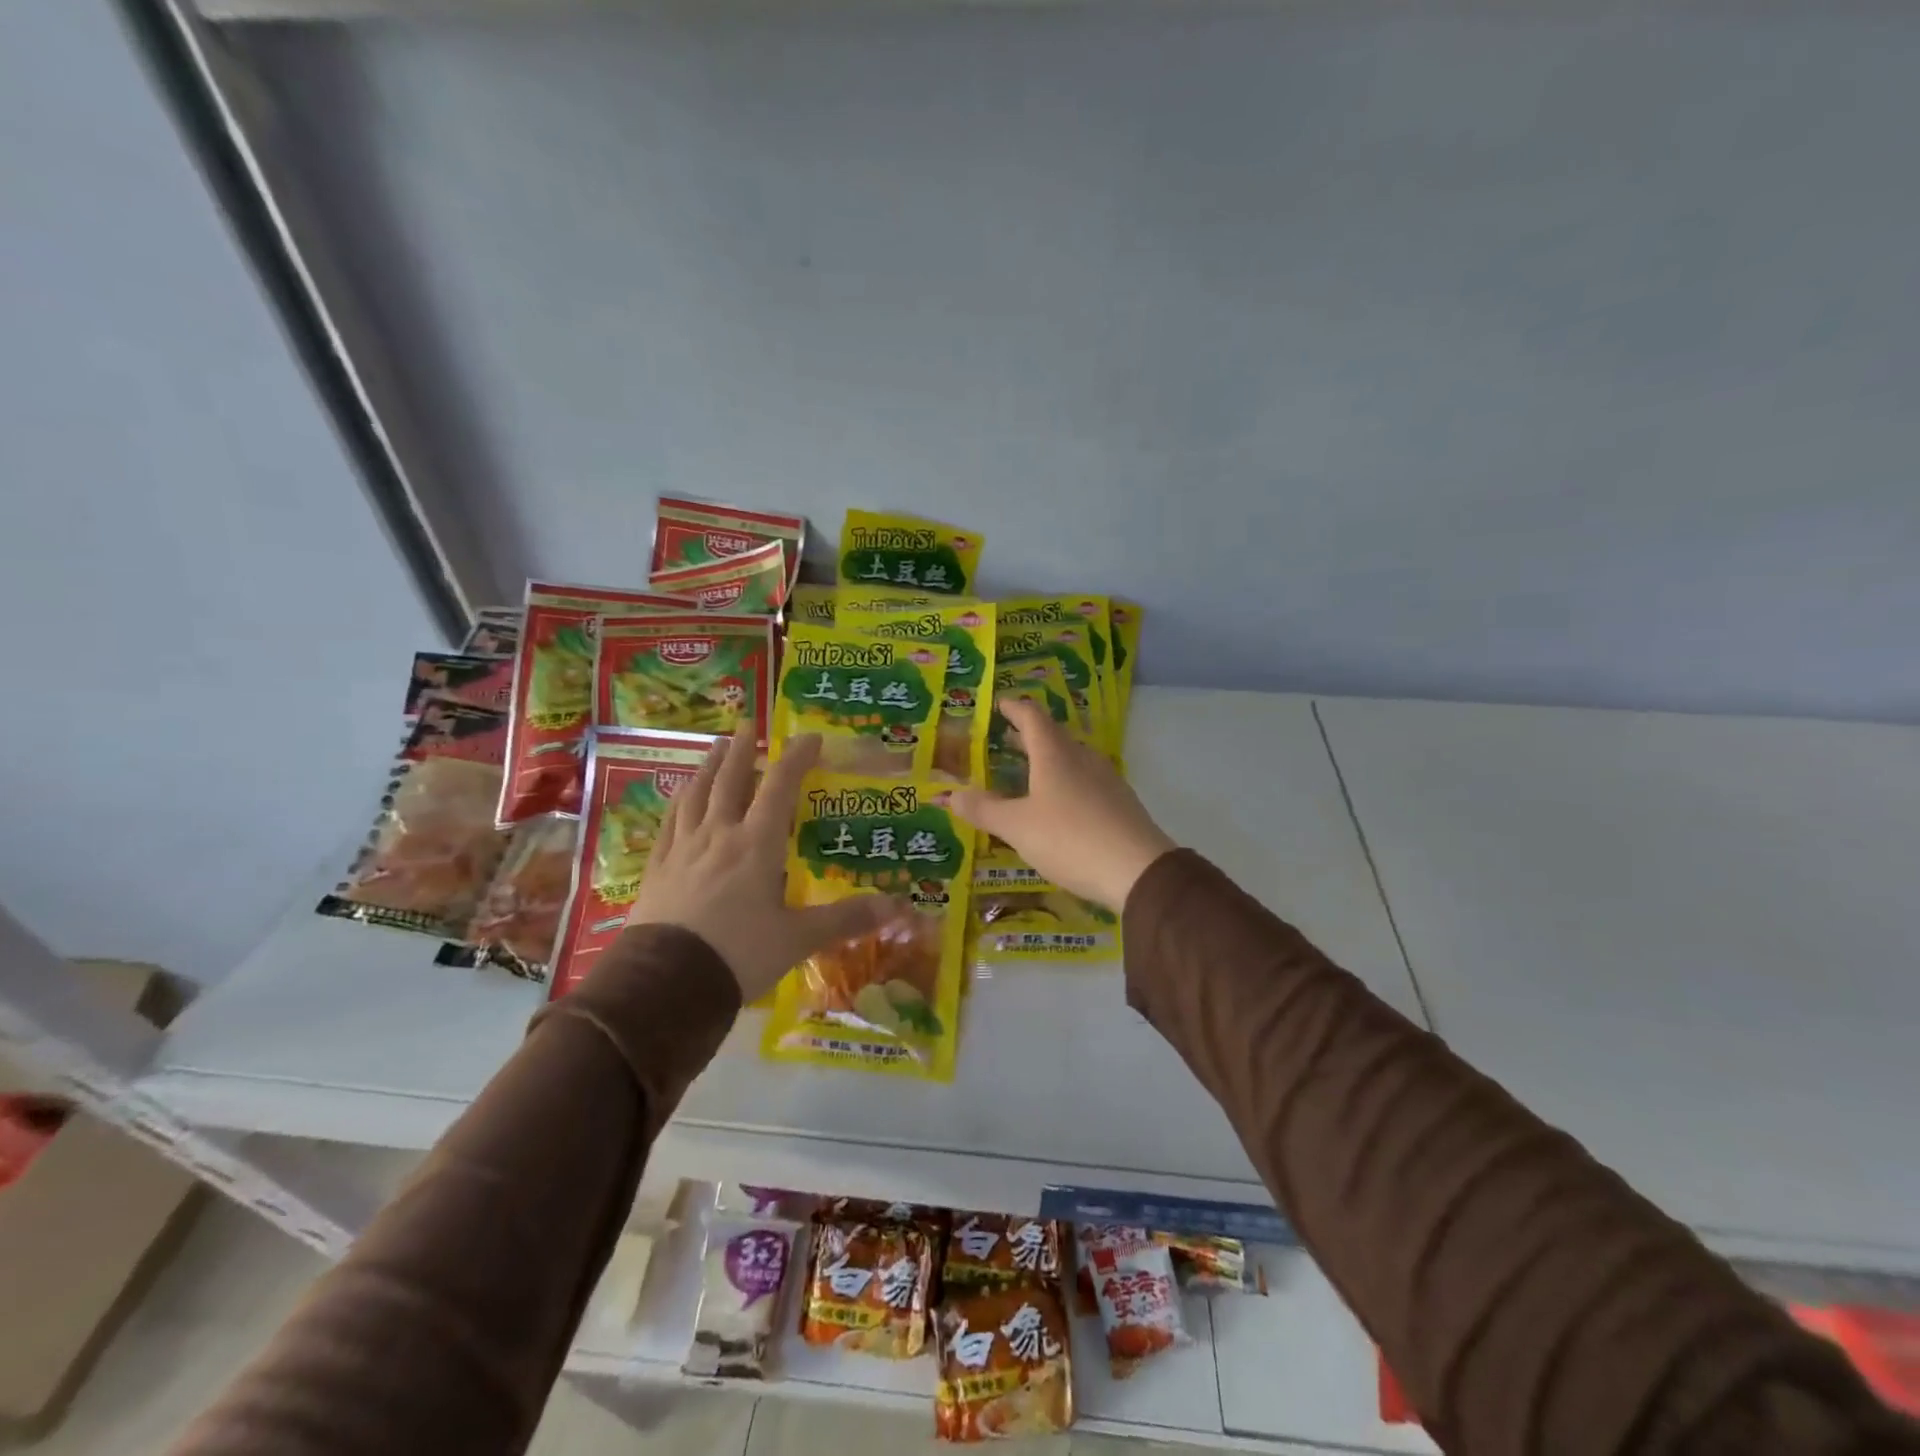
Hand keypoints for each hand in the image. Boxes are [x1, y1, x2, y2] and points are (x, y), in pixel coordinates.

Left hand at [624, 725, 905, 1002]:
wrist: (665, 987)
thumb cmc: (738, 955)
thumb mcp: (798, 939)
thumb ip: (845, 920)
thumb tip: (896, 907)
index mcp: (756, 844)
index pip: (780, 787)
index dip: (797, 758)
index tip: (810, 737)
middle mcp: (719, 835)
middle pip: (731, 781)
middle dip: (743, 751)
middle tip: (748, 727)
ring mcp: (682, 849)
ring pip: (696, 795)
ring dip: (708, 767)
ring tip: (715, 748)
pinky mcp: (657, 869)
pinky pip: (669, 823)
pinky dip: (678, 802)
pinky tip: (679, 797)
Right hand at [948, 697, 1176, 912]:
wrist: (1139, 871)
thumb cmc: (1070, 839)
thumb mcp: (1018, 827)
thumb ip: (984, 810)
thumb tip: (951, 794)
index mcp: (1055, 754)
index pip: (1031, 716)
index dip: (1013, 708)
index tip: (998, 704)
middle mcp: (1082, 758)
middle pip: (1052, 736)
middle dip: (1026, 736)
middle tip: (1003, 739)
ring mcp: (1105, 779)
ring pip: (1070, 759)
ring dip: (1046, 759)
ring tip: (1025, 772)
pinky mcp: (1119, 803)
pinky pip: (1084, 781)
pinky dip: (1063, 781)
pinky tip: (1057, 804)